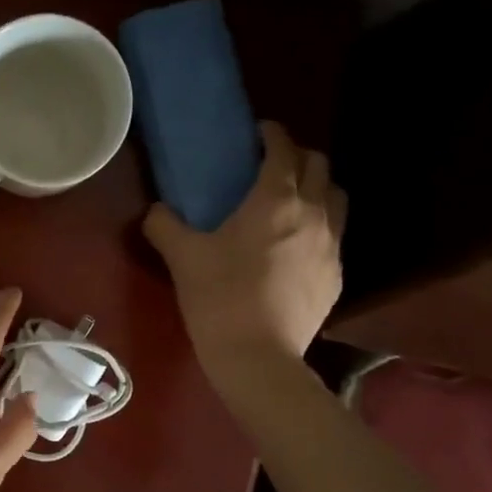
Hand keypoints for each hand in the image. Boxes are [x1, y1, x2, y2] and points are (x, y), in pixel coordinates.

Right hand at [144, 121, 344, 385]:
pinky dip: (319, 227)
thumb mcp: (182, 258)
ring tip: (291, 203)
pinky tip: (295, 248)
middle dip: (297, 157)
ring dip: (316, 189)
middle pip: (319, 164)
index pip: (283, 147)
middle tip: (270, 167)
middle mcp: (313, 213)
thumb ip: (164, 225)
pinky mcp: (337, 276)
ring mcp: (332, 245)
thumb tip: (155, 211)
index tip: (256, 134)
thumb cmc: (219, 299)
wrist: (259, 359)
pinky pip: (335, 235)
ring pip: (336, 197)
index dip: (271, 133)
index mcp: (275, 199)